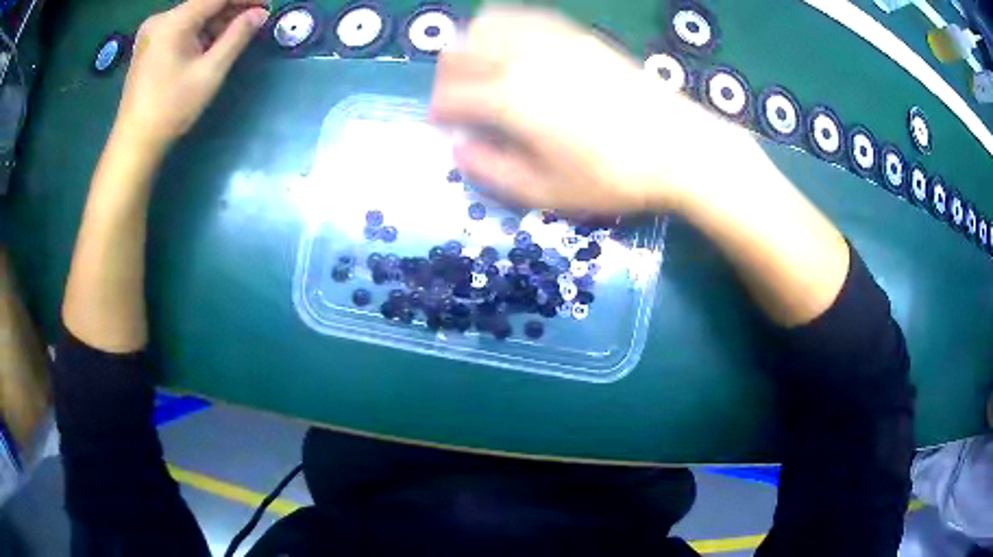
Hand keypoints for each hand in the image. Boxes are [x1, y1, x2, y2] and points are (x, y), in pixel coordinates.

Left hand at [113, 0, 268, 151]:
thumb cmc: (171, 109)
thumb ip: (237, 36)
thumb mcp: (209, 71)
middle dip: (231, 9)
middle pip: (204, 4)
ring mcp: (152, 32)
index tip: (265, 6)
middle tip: (254, 21)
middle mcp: (160, 19)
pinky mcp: (149, 45)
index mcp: (173, 21)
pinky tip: (211, 44)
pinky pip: (181, 28)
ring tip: (235, 35)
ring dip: (216, 21)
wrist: (134, 143)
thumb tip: (260, 13)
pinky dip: (199, 31)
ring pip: (193, 16)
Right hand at [430, 7, 749, 213]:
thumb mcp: (546, 192)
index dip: (438, 110)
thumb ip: (492, 171)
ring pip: (487, 23)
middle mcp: (522, 58)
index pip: (451, 95)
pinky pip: (525, 15)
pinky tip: (514, 45)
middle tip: (458, 98)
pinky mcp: (576, 33)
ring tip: (481, 68)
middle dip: (447, 76)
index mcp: (510, 100)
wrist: (677, 147)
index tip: (442, 123)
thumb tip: (458, 149)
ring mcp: (551, 39)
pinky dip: (505, 25)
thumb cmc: (612, 177)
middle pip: (460, 52)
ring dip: (471, 44)